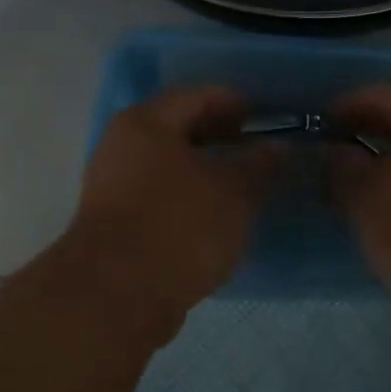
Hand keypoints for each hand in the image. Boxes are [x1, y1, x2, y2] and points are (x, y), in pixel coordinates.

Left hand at [65, 86, 277, 333]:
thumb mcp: (233, 191)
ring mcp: (112, 185)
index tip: (268, 120)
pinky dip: (188, 198)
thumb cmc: (179, 225)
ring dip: (205, 171)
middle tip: (258, 153)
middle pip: (179, 128)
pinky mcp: (114, 223)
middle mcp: (122, 145)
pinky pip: (159, 196)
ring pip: (169, 165)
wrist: (116, 296)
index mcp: (146, 122)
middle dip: (221, 138)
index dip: (236, 103)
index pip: (198, 95)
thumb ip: (259, 164)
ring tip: (243, 188)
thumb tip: (277, 147)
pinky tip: (215, 219)